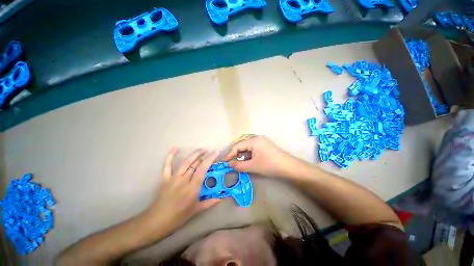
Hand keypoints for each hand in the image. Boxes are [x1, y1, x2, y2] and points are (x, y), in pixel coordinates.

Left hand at [145, 148, 220, 235]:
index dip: (210, 159)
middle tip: (210, 152)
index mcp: (193, 188)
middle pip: (195, 164)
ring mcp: (173, 178)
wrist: (157, 221)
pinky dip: (170, 156)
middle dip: (204, 156)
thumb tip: (222, 198)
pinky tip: (174, 148)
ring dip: (194, 154)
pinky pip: (167, 165)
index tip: (216, 152)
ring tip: (201, 149)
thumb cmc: (178, 217)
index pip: (203, 169)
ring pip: (186, 162)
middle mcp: (184, 180)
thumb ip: (210, 202)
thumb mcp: (196, 210)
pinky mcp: (165, 178)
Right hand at [223, 135, 300, 177]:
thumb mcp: (252, 166)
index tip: (225, 161)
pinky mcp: (265, 144)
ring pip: (248, 146)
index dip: (230, 154)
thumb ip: (239, 165)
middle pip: (242, 144)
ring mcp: (262, 140)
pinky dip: (249, 153)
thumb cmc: (269, 165)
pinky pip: (253, 147)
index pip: (238, 145)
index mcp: (253, 140)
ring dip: (243, 154)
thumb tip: (229, 164)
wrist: (288, 166)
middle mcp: (257, 137)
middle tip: (233, 162)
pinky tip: (249, 160)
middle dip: (236, 154)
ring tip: (241, 162)